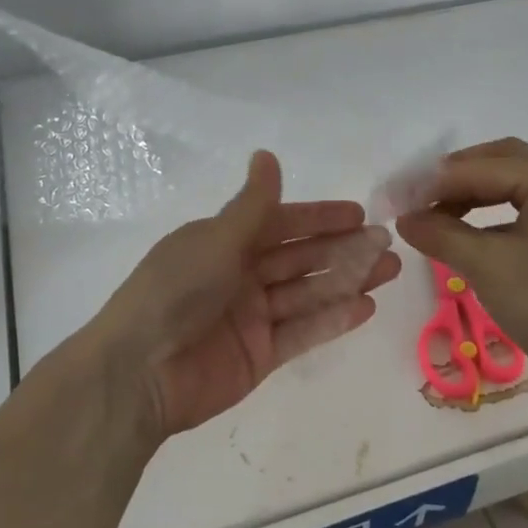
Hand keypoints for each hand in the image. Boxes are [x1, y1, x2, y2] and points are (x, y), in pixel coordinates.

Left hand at [91, 151, 401, 437]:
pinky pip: (302, 331)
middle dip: (343, 250)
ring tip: (388, 270)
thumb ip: (252, 205)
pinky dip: (332, 319)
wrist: (139, 373)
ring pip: (307, 293)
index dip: (319, 217)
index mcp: (223, 243)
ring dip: (347, 281)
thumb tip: (266, 154)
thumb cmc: (176, 292)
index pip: (280, 223)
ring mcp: (251, 317)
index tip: (359, 214)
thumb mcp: (216, 240)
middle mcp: (239, 275)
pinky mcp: (260, 355)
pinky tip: (365, 307)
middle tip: (387, 244)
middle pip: (300, 258)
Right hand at [395, 138, 527, 409]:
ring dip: (470, 198)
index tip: (392, 197)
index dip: (432, 181)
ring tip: (433, 219)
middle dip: (453, 179)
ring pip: (510, 188)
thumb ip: (440, 233)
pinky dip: (490, 219)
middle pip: (498, 164)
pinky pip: (522, 213)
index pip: (480, 166)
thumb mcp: (486, 265)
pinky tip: (464, 237)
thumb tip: (404, 218)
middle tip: (414, 199)